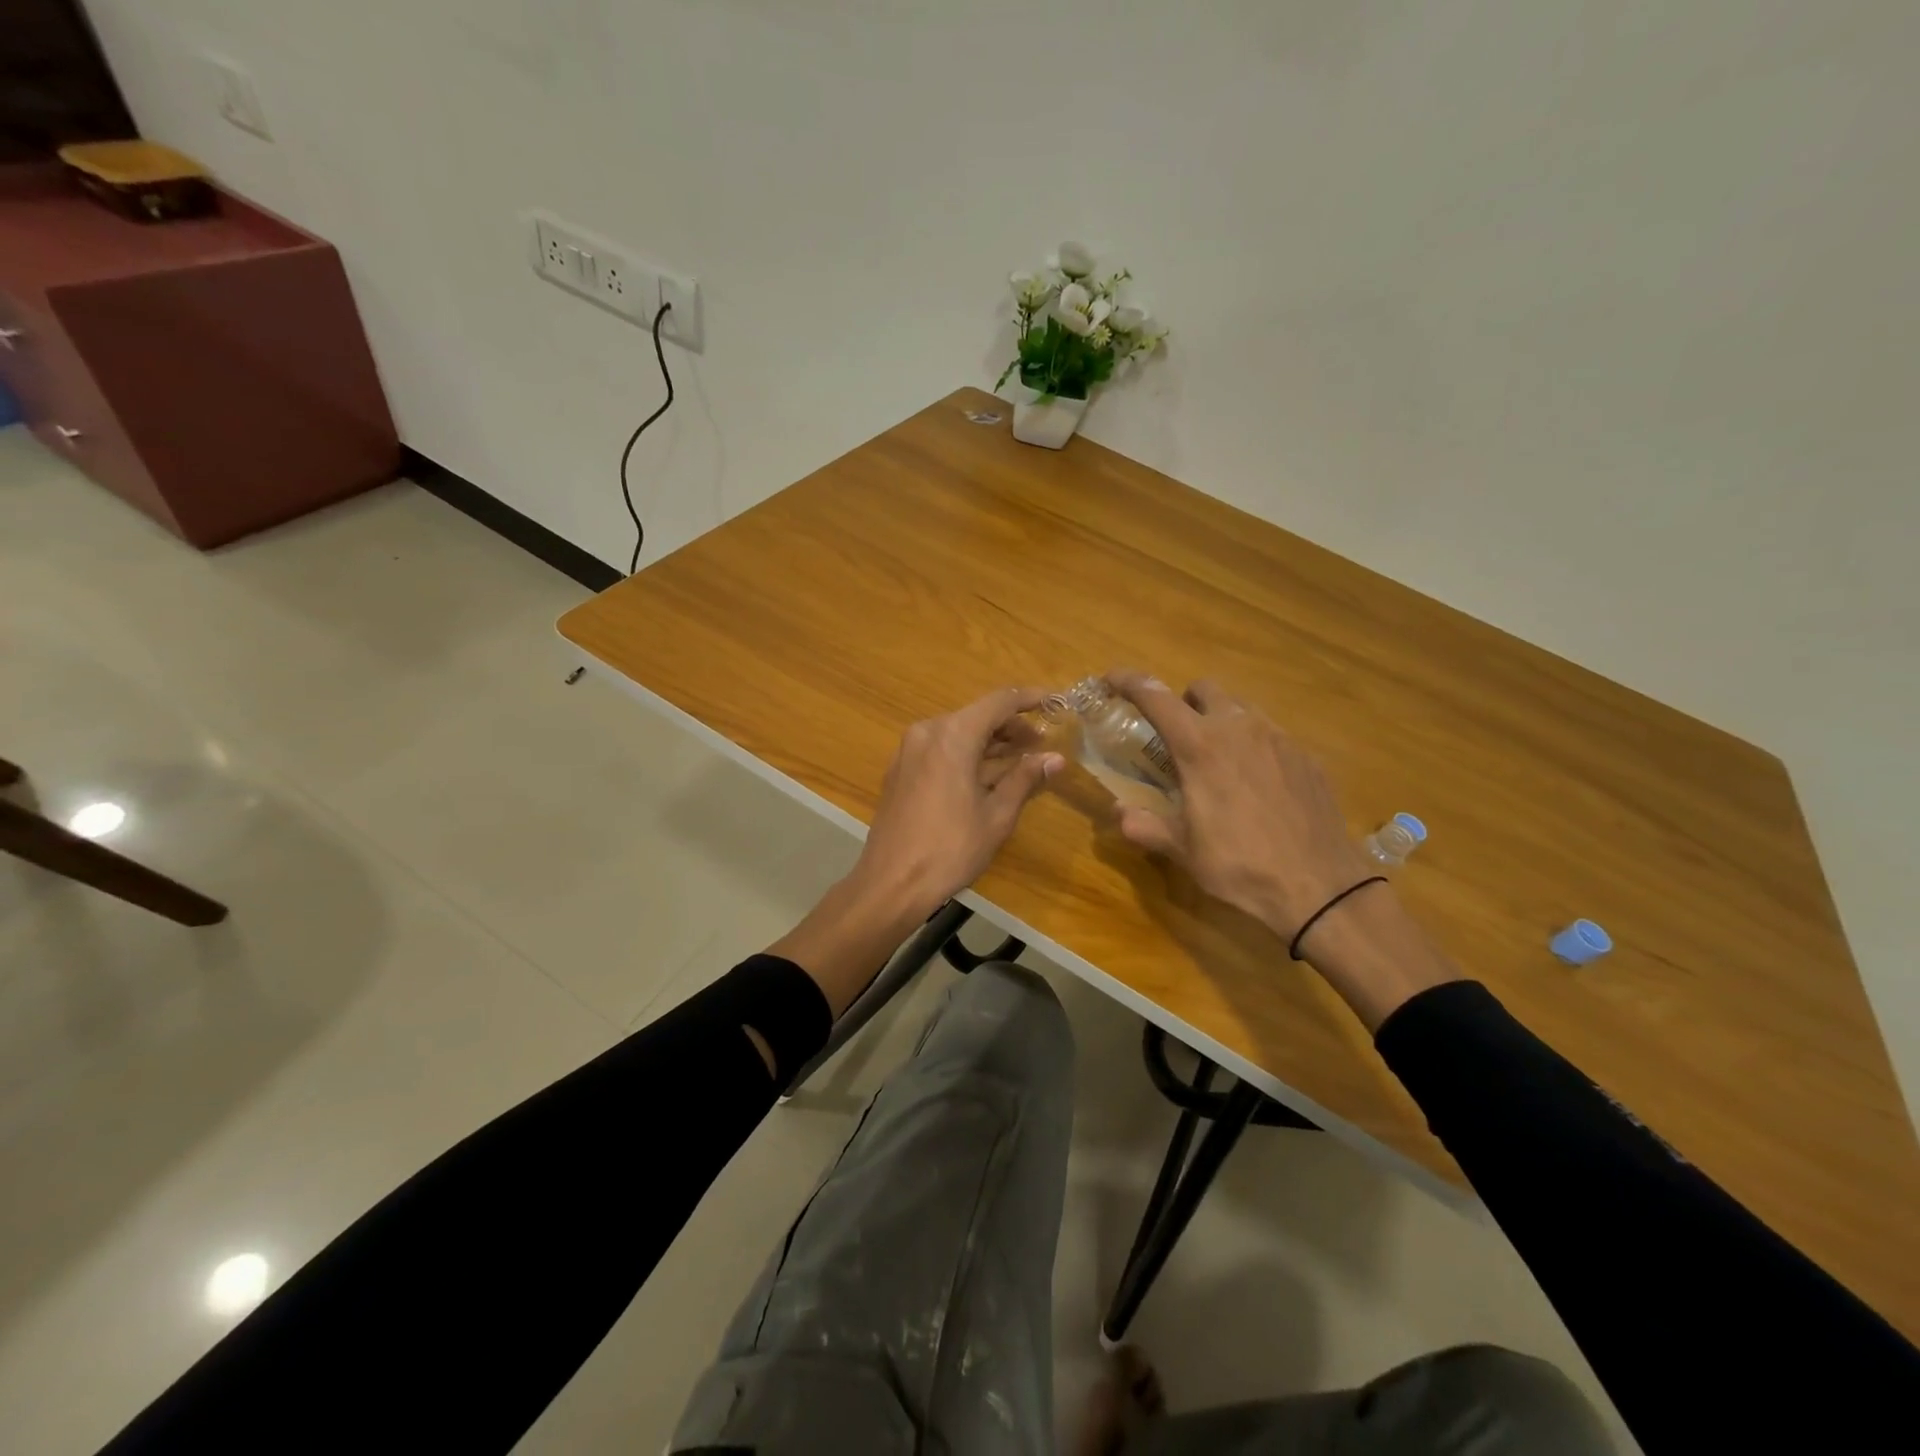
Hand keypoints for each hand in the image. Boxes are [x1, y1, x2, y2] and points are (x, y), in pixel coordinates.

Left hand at [770, 688, 1062, 1016]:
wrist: (892, 882)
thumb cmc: (951, 848)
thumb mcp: (997, 815)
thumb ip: (1025, 779)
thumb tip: (1055, 759)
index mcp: (953, 735)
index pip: (999, 702)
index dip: (1030, 699)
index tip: (1056, 702)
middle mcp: (927, 732)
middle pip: (977, 716)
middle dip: (1011, 726)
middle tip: (1042, 743)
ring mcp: (909, 751)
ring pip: (958, 734)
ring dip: (990, 743)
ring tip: (1021, 760)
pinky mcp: (900, 771)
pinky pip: (940, 750)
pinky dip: (966, 755)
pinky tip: (987, 775)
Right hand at [1106, 670, 1456, 1028]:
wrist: (1320, 887)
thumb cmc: (1240, 865)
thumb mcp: (1182, 850)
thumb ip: (1145, 825)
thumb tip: (1120, 812)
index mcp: (1200, 746)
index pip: (1156, 697)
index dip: (1129, 682)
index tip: (1111, 680)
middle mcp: (1239, 728)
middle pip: (1204, 689)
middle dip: (1183, 702)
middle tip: (1175, 735)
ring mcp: (1279, 738)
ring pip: (1241, 707)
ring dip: (1219, 720)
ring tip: (1217, 760)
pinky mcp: (1306, 757)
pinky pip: (1271, 734)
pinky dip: (1253, 744)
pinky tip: (1256, 783)